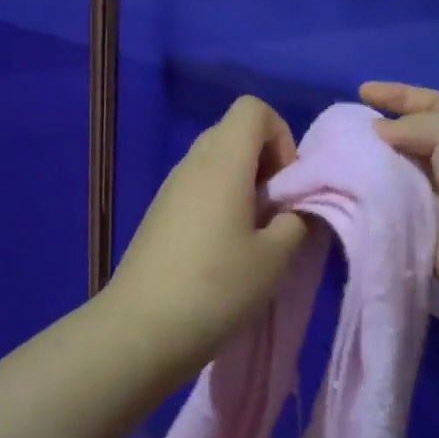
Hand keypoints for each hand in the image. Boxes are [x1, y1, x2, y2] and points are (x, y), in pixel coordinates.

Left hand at [108, 96, 311, 376]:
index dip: (281, 136)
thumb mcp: (275, 257)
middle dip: (266, 161)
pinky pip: (198, 187)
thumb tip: (298, 206)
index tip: (286, 184)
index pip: (253, 108)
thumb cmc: (216, 287)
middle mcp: (192, 163)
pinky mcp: (159, 214)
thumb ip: (298, 219)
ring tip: (254, 234)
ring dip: (244, 184)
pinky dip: (220, 202)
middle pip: (234, 132)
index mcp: (222, 161)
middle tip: (277, 210)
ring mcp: (170, 188)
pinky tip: (224, 249)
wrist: (140, 330)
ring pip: (216, 161)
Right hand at [360, 81, 438, 328]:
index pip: (431, 103)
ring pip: (396, 175)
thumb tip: (379, 131)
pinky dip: (370, 201)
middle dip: (377, 132)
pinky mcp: (424, 232)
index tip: (362, 90)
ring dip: (369, 167)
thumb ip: (413, 125)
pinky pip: (391, 210)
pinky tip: (340, 193)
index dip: (398, 95)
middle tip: (337, 129)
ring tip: (330, 159)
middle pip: (410, 139)